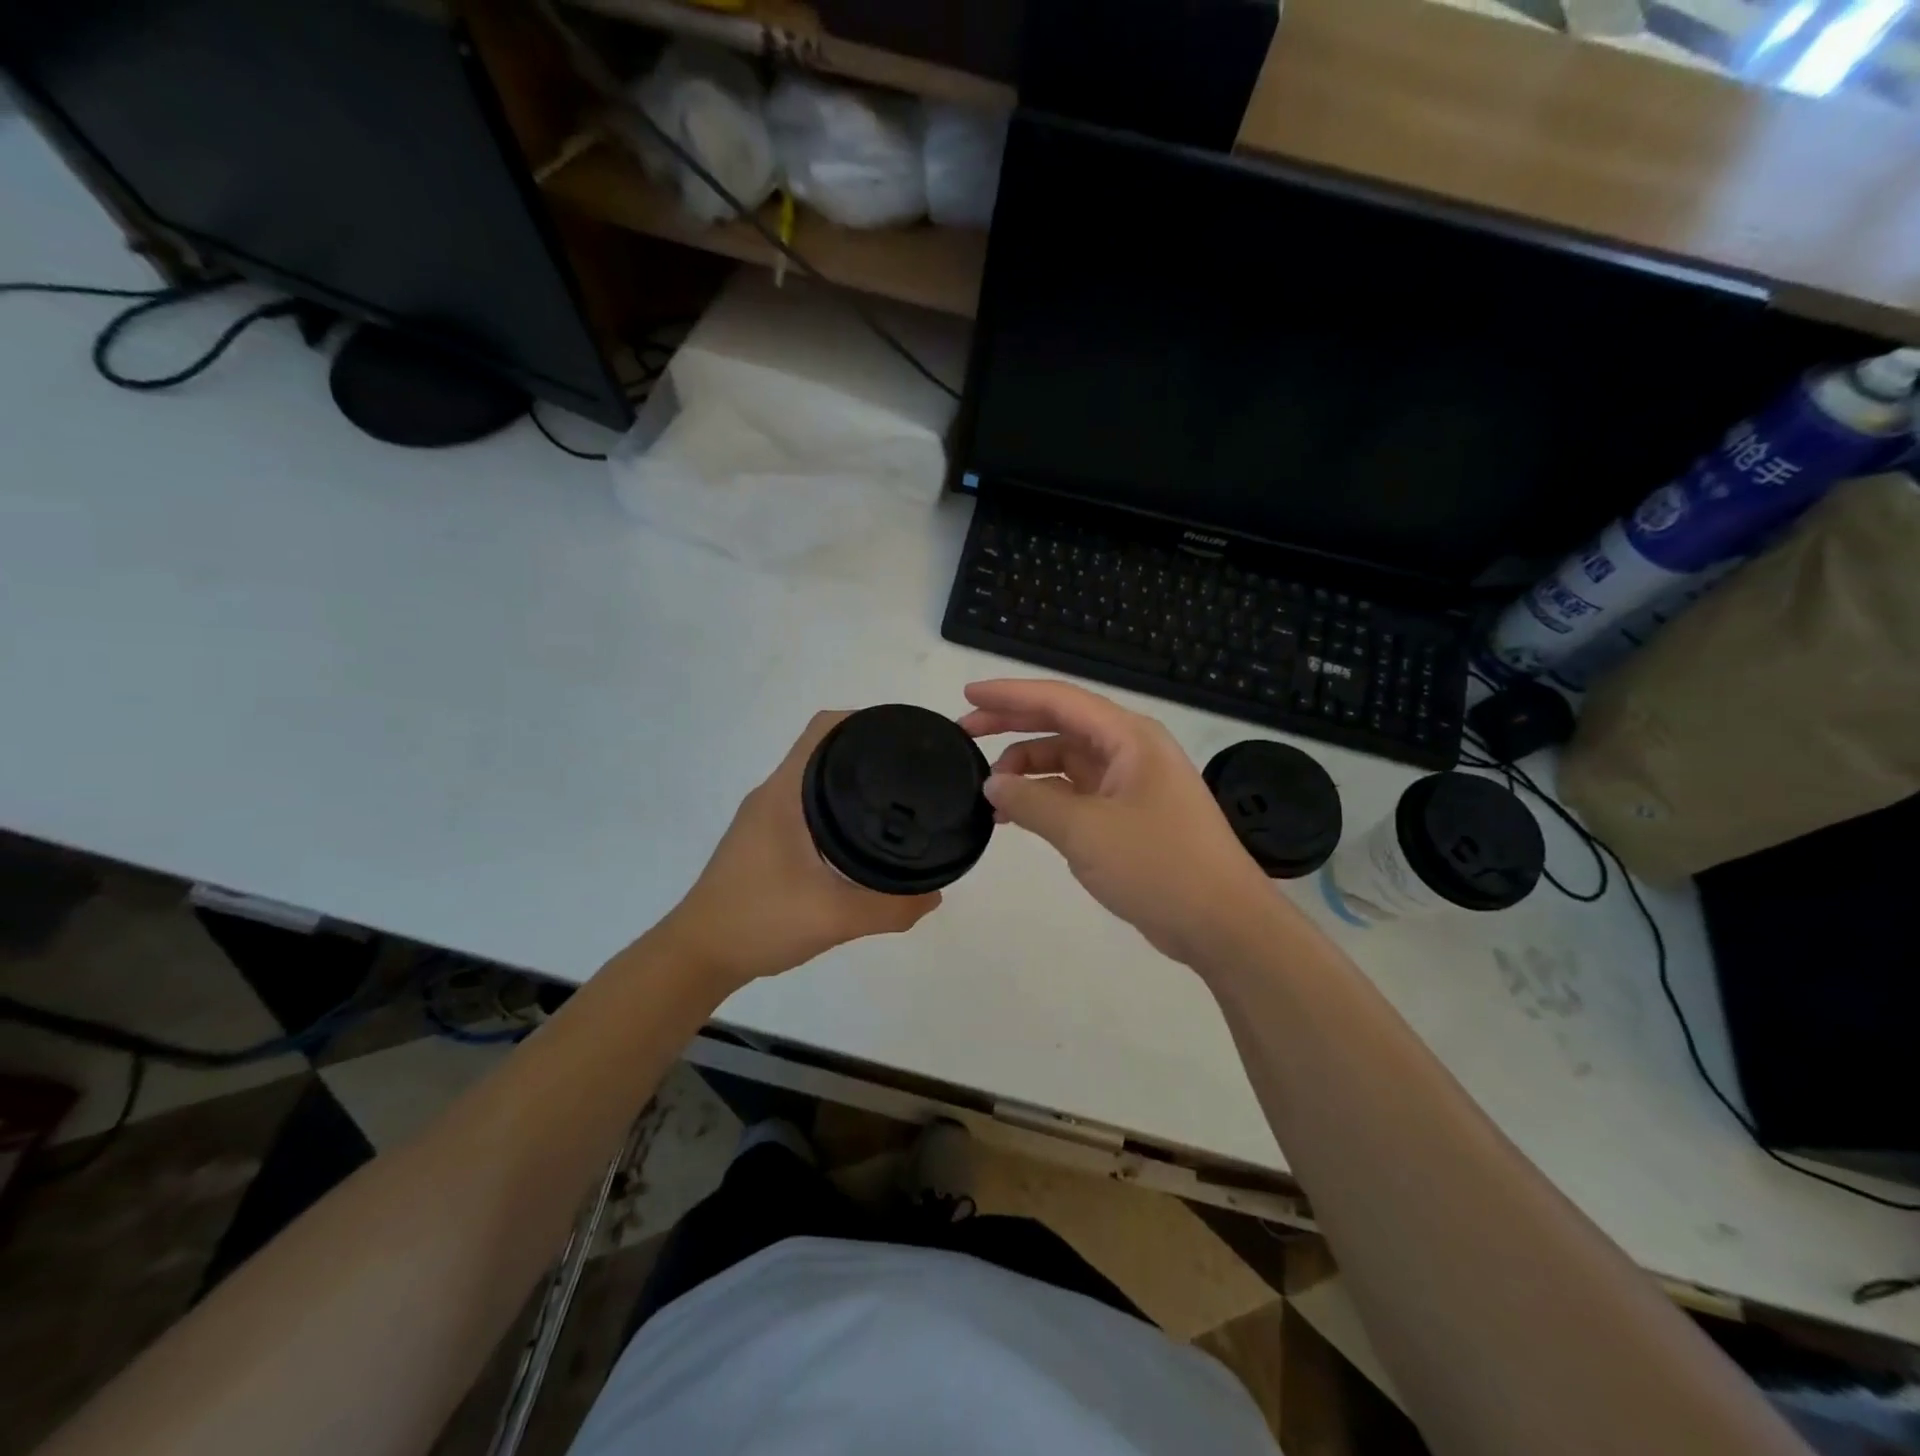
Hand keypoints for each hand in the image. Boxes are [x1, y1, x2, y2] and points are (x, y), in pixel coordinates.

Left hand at [663, 712, 941, 990]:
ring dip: (851, 782)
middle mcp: (773, 795)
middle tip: (913, 771)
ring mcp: (765, 818)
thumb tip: (935, 895)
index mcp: (784, 794)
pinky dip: (836, 808)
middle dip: (868, 751)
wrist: (698, 957)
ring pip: (814, 781)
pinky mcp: (763, 840)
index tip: (904, 736)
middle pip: (824, 750)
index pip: (824, 729)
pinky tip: (861, 837)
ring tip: (897, 799)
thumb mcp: (833, 918)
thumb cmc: (758, 922)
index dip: (865, 720)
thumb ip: (890, 908)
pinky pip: (807, 806)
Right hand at [959, 679, 1278, 968]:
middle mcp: (1129, 751)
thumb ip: (1031, 801)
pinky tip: (1017, 815)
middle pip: (1060, 725)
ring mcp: (1130, 784)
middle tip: (964, 734)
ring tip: (988, 792)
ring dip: (1026, 770)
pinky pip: (1076, 793)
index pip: (1059, 700)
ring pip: (1066, 762)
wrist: (1223, 924)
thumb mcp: (1085, 831)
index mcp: (1128, 738)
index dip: (1009, 695)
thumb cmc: (1158, 866)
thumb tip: (992, 783)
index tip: (967, 697)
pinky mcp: (1128, 816)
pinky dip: (1045, 799)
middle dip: (1011, 726)